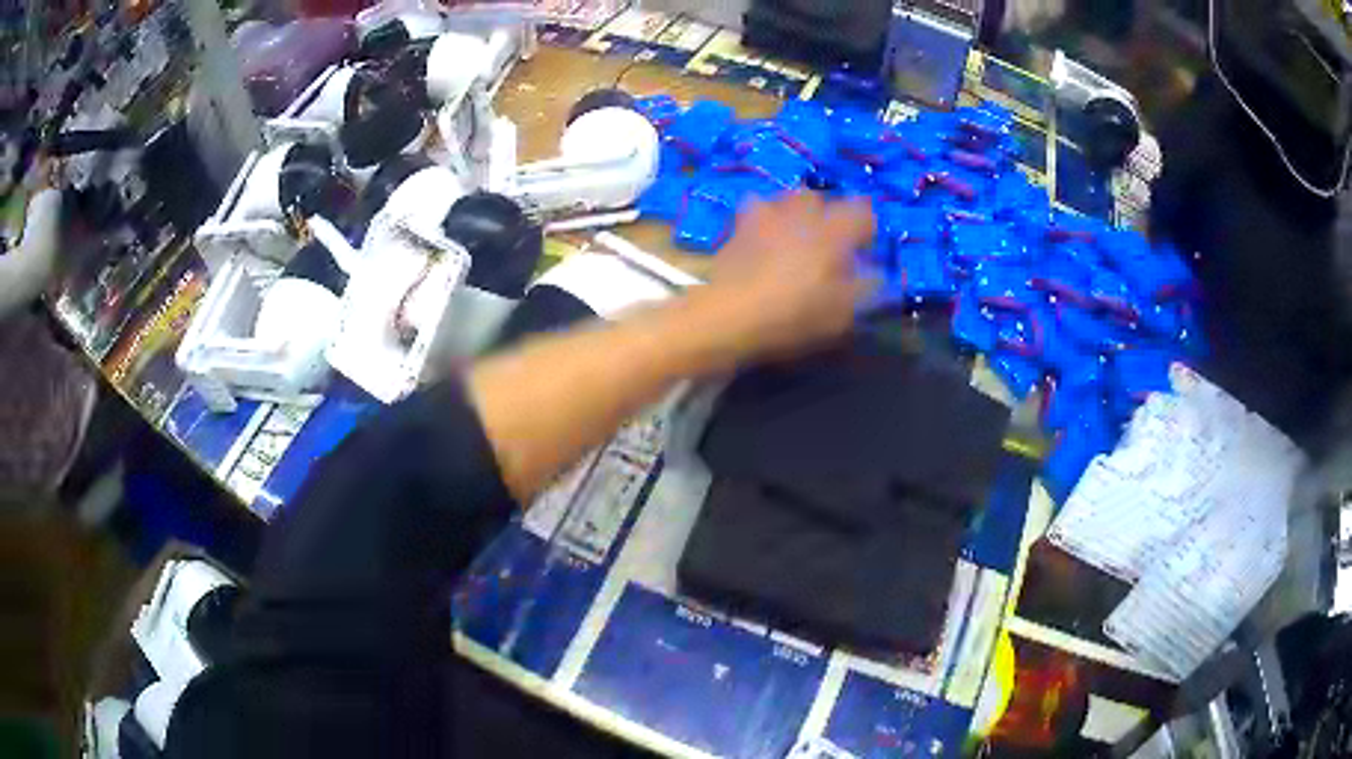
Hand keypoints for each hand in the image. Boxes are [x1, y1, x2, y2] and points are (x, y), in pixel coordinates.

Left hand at [702, 191, 874, 360]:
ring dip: (795, 213)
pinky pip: (756, 211)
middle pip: (822, 199)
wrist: (730, 314)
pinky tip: (762, 241)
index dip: (866, 229)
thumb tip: (878, 276)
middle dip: (828, 215)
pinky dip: (764, 222)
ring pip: (787, 199)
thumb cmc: (795, 316)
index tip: (863, 250)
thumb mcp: (841, 314)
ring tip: (794, 238)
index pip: (863, 212)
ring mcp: (767, 214)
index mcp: (835, 230)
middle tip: (829, 243)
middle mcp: (803, 212)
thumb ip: (864, 289)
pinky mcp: (738, 225)